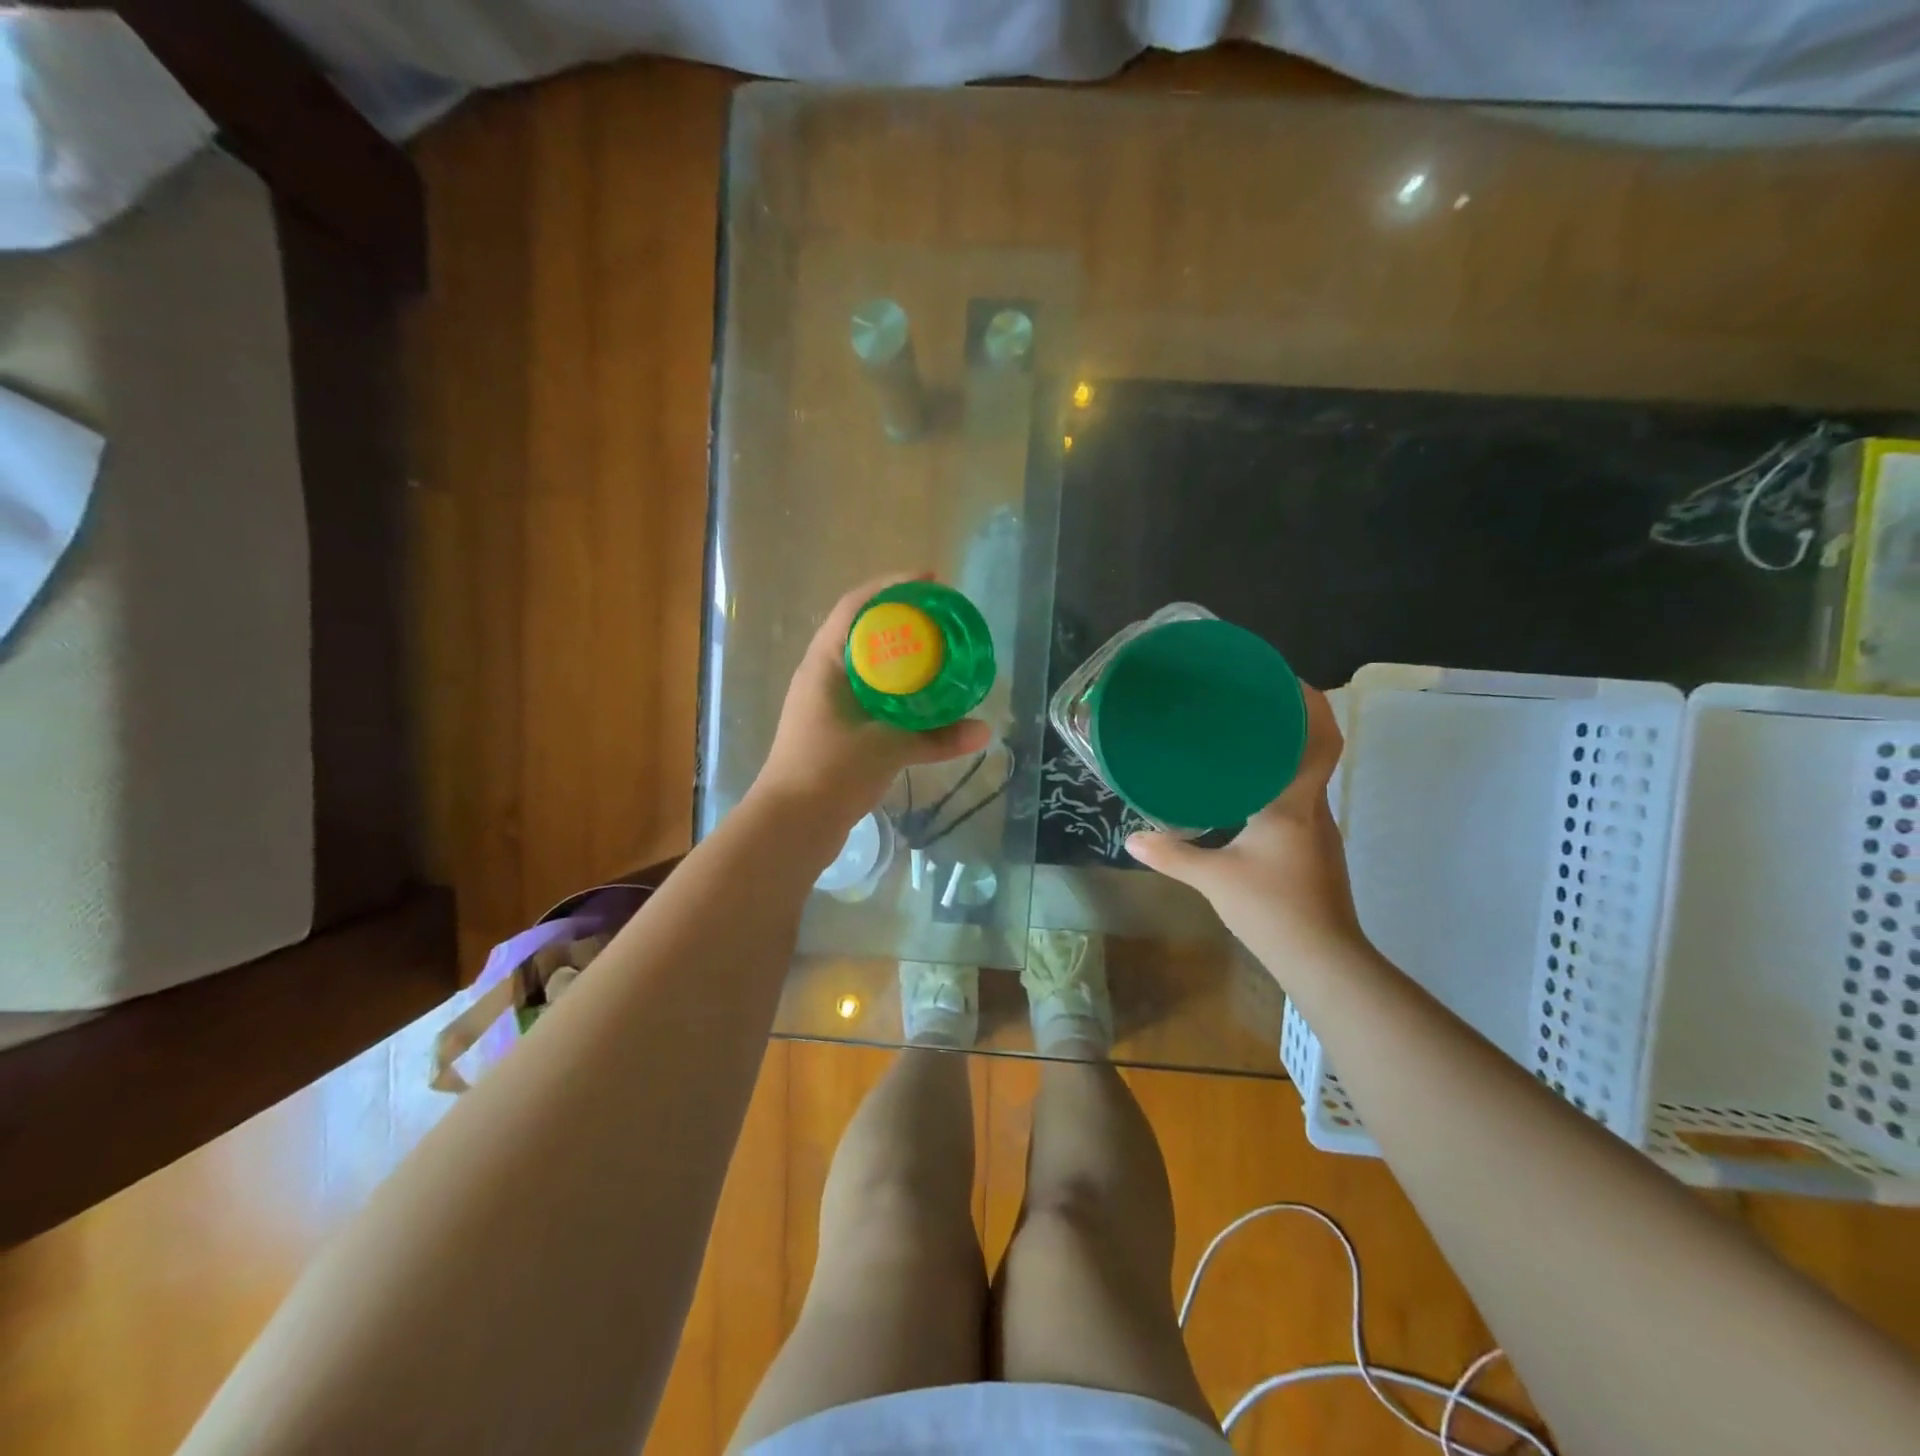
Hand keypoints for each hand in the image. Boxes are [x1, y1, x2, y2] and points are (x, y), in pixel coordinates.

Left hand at [753, 575, 992, 842]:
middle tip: (945, 619)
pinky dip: (899, 692)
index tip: (931, 582)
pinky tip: (925, 699)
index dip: (893, 587)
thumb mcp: (887, 748)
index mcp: (825, 665)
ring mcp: (829, 704)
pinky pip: (873, 697)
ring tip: (941, 653)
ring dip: (902, 656)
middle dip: (904, 620)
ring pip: (870, 666)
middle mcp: (824, 677)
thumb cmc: (829, 773)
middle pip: (866, 632)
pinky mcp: (837, 730)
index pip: (857, 607)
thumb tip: (984, 730)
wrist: (792, 826)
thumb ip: (936, 737)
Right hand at [1125, 686, 1370, 970]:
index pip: (1320, 741)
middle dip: (1292, 720)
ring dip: (1286, 752)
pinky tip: (1250, 792)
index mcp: (1294, 803)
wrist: (1322, 959)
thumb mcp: (1214, 878)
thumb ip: (1172, 855)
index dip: (1312, 705)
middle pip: (1316, 751)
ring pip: (1308, 776)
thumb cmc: (1273, 908)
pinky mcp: (1315, 850)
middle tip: (1251, 702)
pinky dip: (1281, 782)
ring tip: (1244, 739)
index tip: (1286, 680)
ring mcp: (1320, 831)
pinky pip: (1301, 799)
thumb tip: (1132, 840)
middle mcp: (1314, 808)